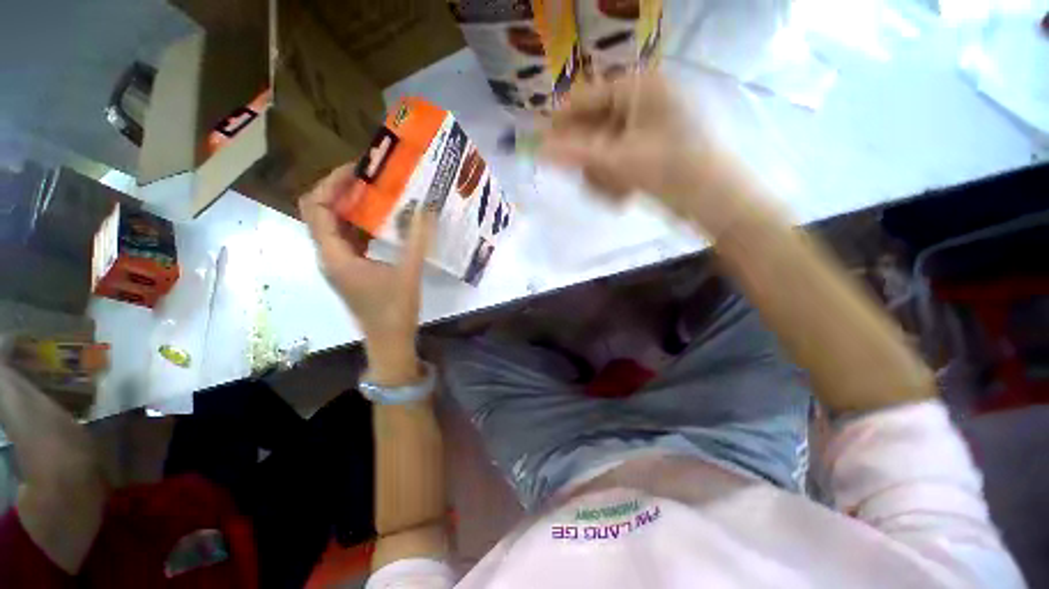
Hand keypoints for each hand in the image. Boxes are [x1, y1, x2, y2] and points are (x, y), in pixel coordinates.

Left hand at [300, 164, 434, 383]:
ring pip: (334, 225)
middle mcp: (330, 256)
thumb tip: (425, 207)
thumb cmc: (395, 310)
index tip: (359, 169)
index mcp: (336, 256)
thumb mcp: (409, 273)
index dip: (332, 183)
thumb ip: (416, 239)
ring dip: (351, 206)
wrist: (390, 342)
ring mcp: (340, 264)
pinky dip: (360, 223)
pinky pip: (348, 238)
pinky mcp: (351, 270)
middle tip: (371, 177)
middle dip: (341, 190)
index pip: (317, 208)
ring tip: (378, 192)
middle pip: (321, 212)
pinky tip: (383, 219)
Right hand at [539, 72, 751, 235]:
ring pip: (605, 151)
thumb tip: (539, 150)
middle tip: (585, 181)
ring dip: (602, 176)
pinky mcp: (652, 149)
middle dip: (589, 161)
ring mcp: (649, 126)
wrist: (714, 201)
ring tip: (613, 194)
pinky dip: (615, 180)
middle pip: (595, 129)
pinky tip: (622, 196)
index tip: (541, 147)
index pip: (586, 99)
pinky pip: (619, 162)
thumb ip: (574, 154)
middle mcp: (644, 100)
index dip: (561, 125)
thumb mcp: (616, 161)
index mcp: (639, 87)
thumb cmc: (669, 170)